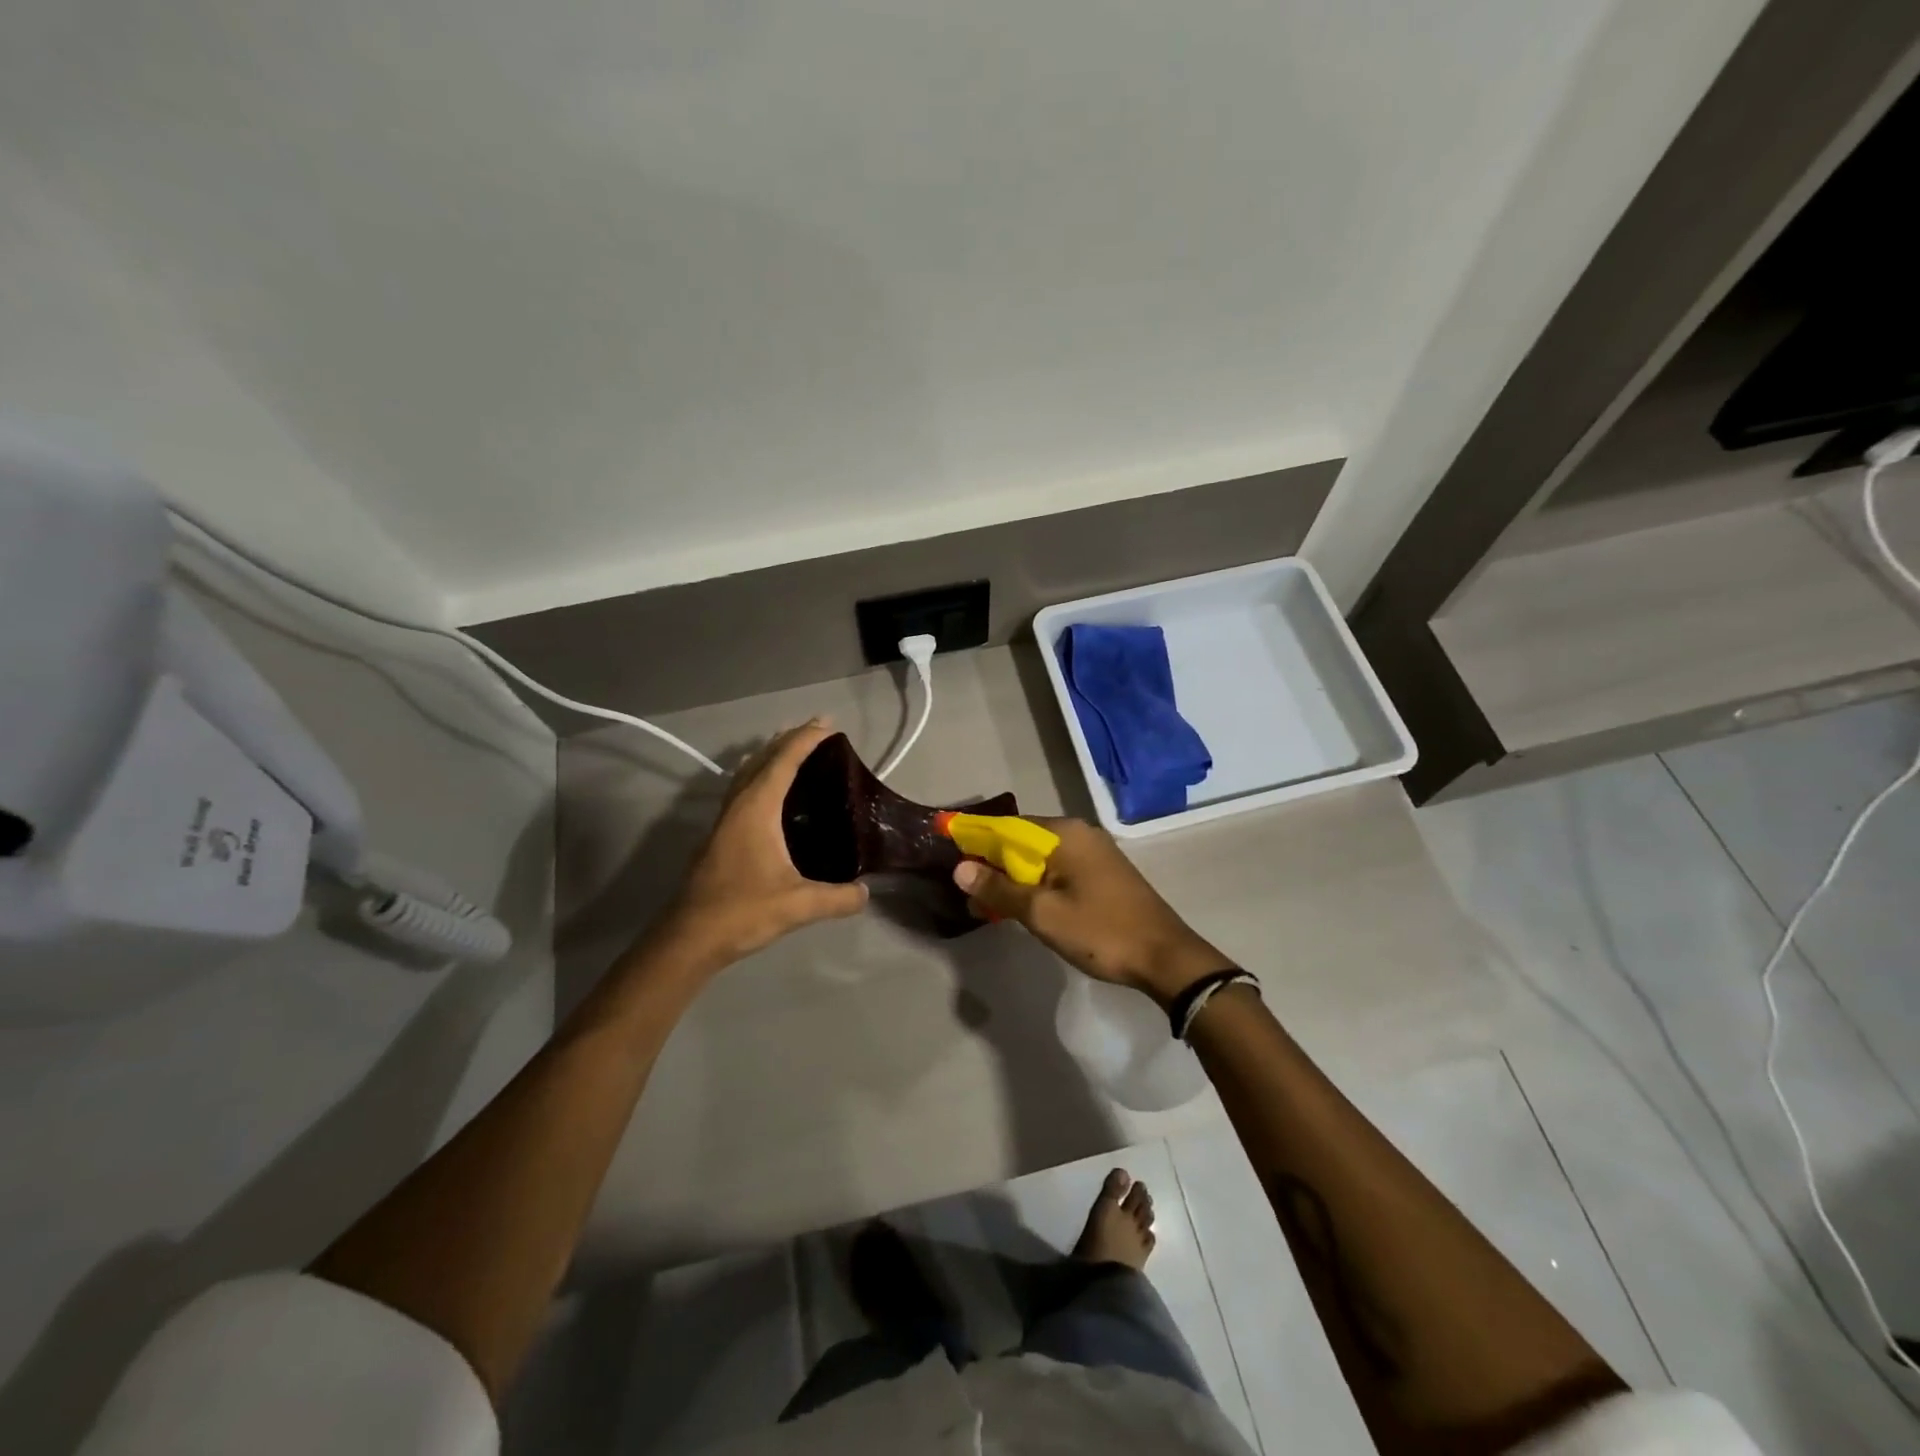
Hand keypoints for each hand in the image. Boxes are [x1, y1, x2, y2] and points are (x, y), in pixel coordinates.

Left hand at [648, 720, 867, 971]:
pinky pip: (742, 791)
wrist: (689, 938)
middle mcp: (738, 806)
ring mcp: (724, 820)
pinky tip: (769, 793)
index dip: (806, 740)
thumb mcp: (799, 905)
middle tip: (818, 730)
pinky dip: (760, 777)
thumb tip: (866, 892)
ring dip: (770, 756)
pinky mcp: (720, 837)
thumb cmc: (742, 912)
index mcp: (756, 809)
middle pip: (763, 759)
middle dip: (789, 740)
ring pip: (748, 774)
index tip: (829, 725)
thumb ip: (837, 898)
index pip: (783, 762)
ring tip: (793, 750)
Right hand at [952, 818, 1233, 1005]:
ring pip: (1039, 858)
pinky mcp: (1102, 873)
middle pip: (1022, 841)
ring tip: (987, 905)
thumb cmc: (1100, 931)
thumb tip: (960, 868)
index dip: (975, 840)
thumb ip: (999, 889)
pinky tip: (1022, 906)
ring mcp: (1094, 852)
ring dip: (1013, 878)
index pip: (1006, 827)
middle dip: (992, 864)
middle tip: (967, 892)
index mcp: (1064, 833)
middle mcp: (1079, 833)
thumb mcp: (1042, 913)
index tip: (949, 856)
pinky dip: (1036, 884)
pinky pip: (1057, 870)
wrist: (1166, 958)